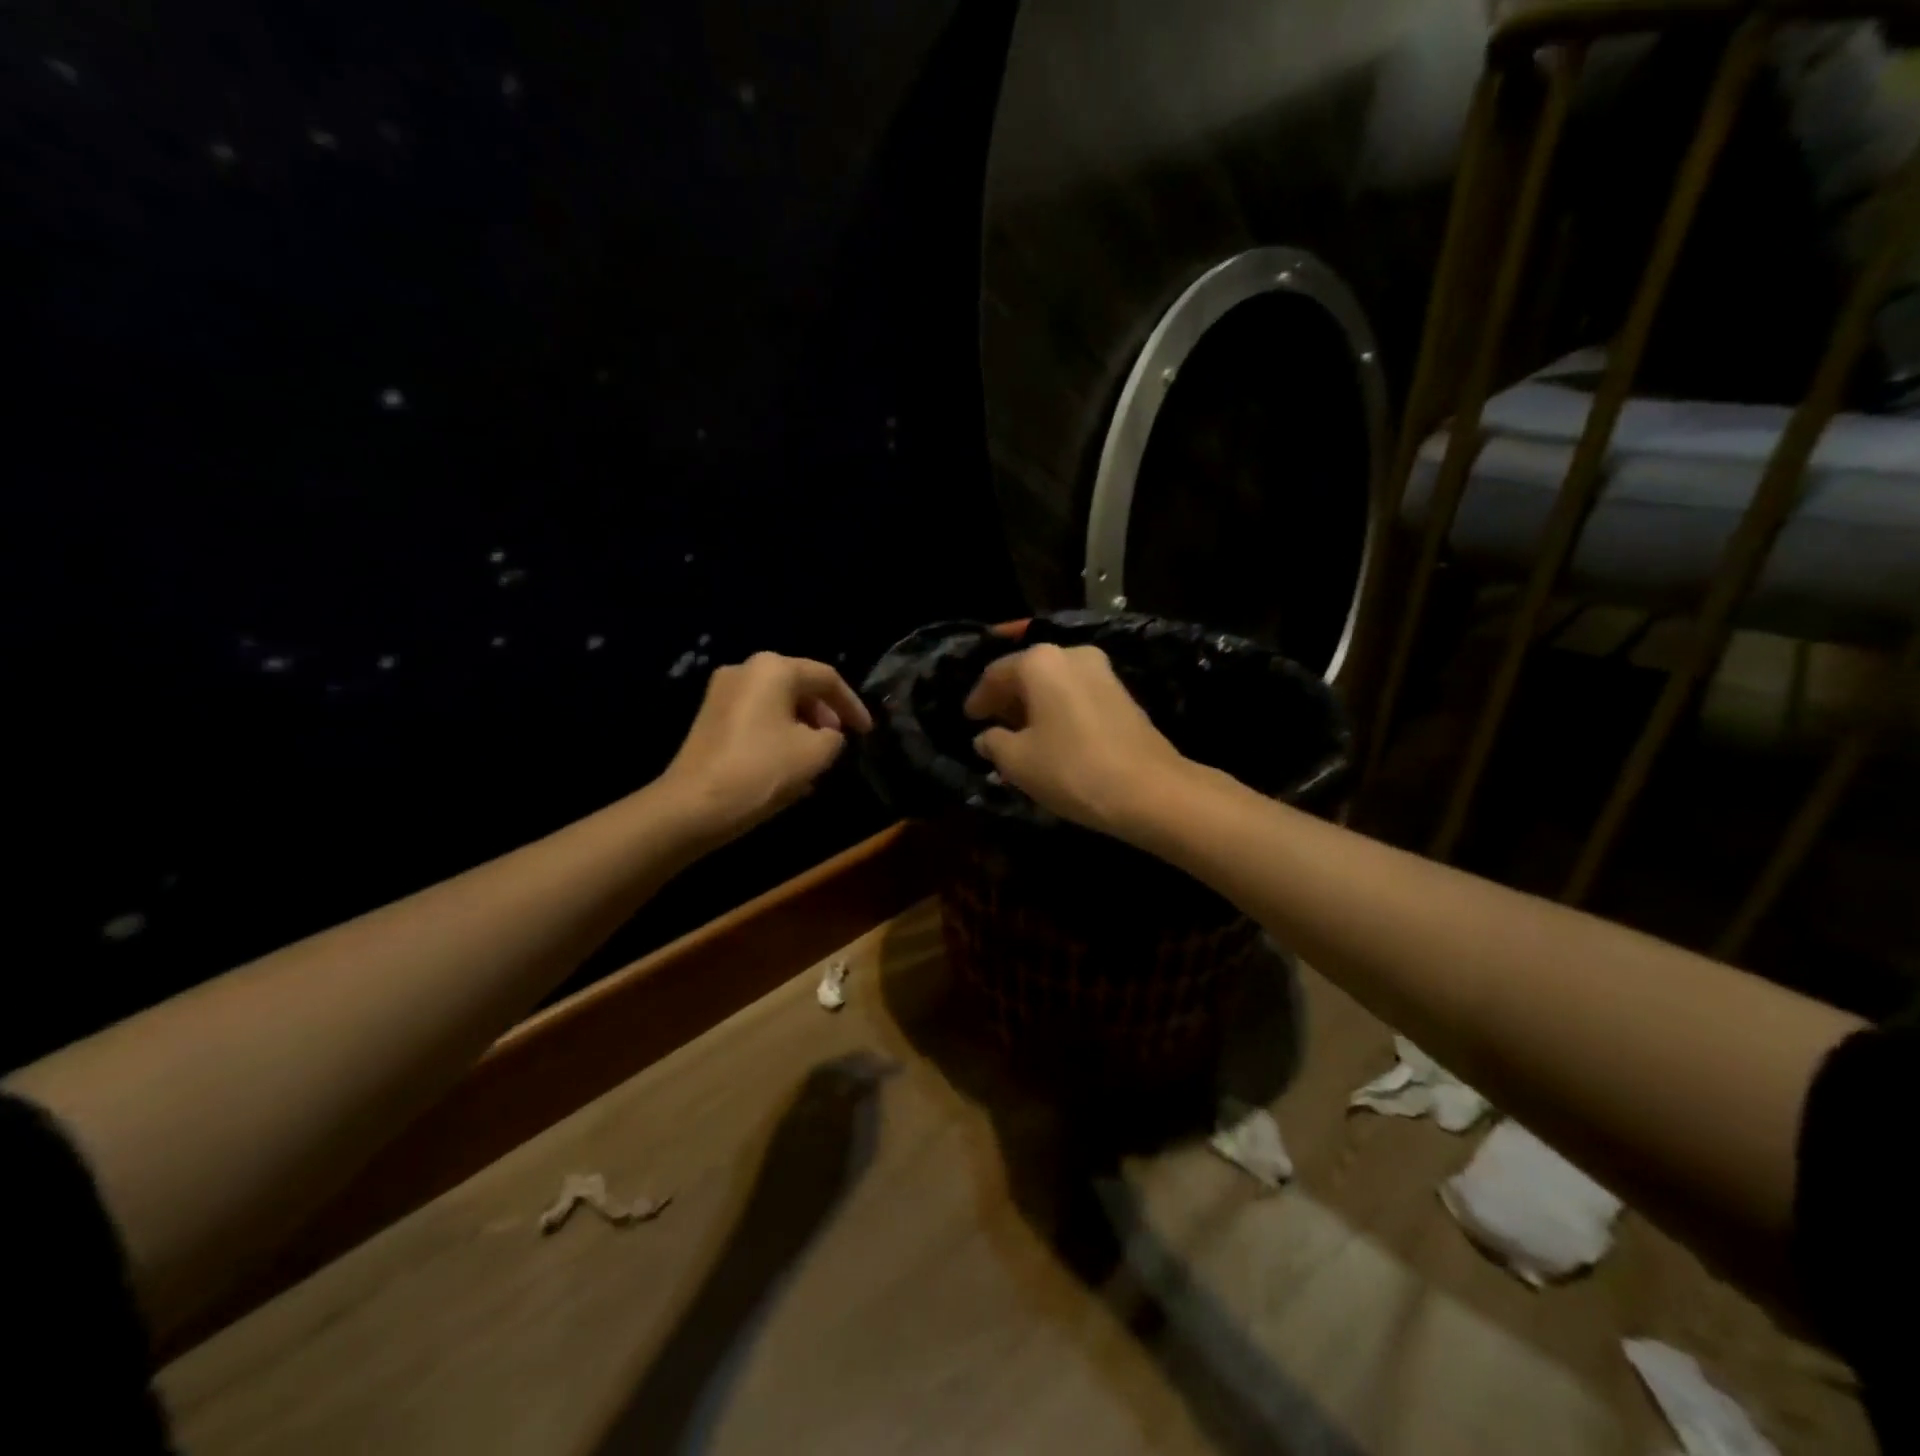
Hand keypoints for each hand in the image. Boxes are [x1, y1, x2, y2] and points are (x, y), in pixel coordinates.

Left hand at [659, 653, 872, 843]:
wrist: (693, 806)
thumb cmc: (762, 771)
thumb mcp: (816, 754)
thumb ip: (834, 737)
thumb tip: (827, 735)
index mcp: (773, 669)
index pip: (826, 678)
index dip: (853, 705)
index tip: (867, 732)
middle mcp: (745, 670)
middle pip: (799, 686)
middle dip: (825, 715)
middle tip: (840, 743)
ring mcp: (722, 693)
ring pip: (777, 704)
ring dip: (802, 728)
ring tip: (817, 760)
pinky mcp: (709, 719)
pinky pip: (756, 718)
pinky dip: (778, 735)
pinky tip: (788, 767)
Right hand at [963, 644, 1190, 838]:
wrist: (1149, 790)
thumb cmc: (1071, 768)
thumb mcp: (1017, 761)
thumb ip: (994, 743)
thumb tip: (986, 737)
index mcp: (1040, 661)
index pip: (996, 673)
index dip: (977, 698)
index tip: (968, 719)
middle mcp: (1072, 655)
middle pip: (1028, 673)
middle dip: (1007, 699)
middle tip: (991, 726)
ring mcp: (1102, 672)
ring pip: (1054, 684)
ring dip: (1034, 706)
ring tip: (1019, 736)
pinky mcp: (1122, 695)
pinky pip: (1076, 695)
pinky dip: (1058, 711)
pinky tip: (1051, 737)